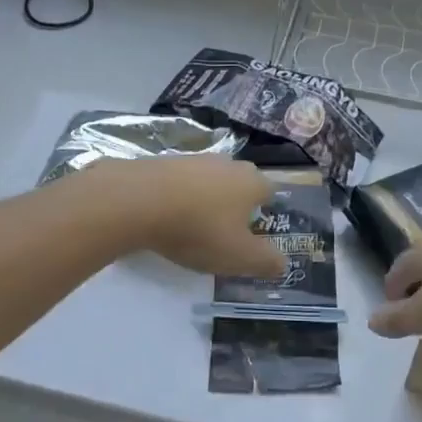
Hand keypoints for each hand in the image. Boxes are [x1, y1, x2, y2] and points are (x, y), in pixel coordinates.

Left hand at [92, 156, 284, 279]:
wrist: (138, 201)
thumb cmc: (198, 229)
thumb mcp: (239, 256)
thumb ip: (266, 261)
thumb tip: (283, 262)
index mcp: (252, 181)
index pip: (270, 192)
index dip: (264, 213)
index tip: (252, 235)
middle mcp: (228, 163)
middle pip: (239, 183)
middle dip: (235, 204)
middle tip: (224, 232)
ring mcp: (195, 158)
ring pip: (209, 180)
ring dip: (205, 199)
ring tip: (191, 226)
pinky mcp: (164, 161)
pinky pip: (180, 181)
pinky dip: (178, 196)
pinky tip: (166, 216)